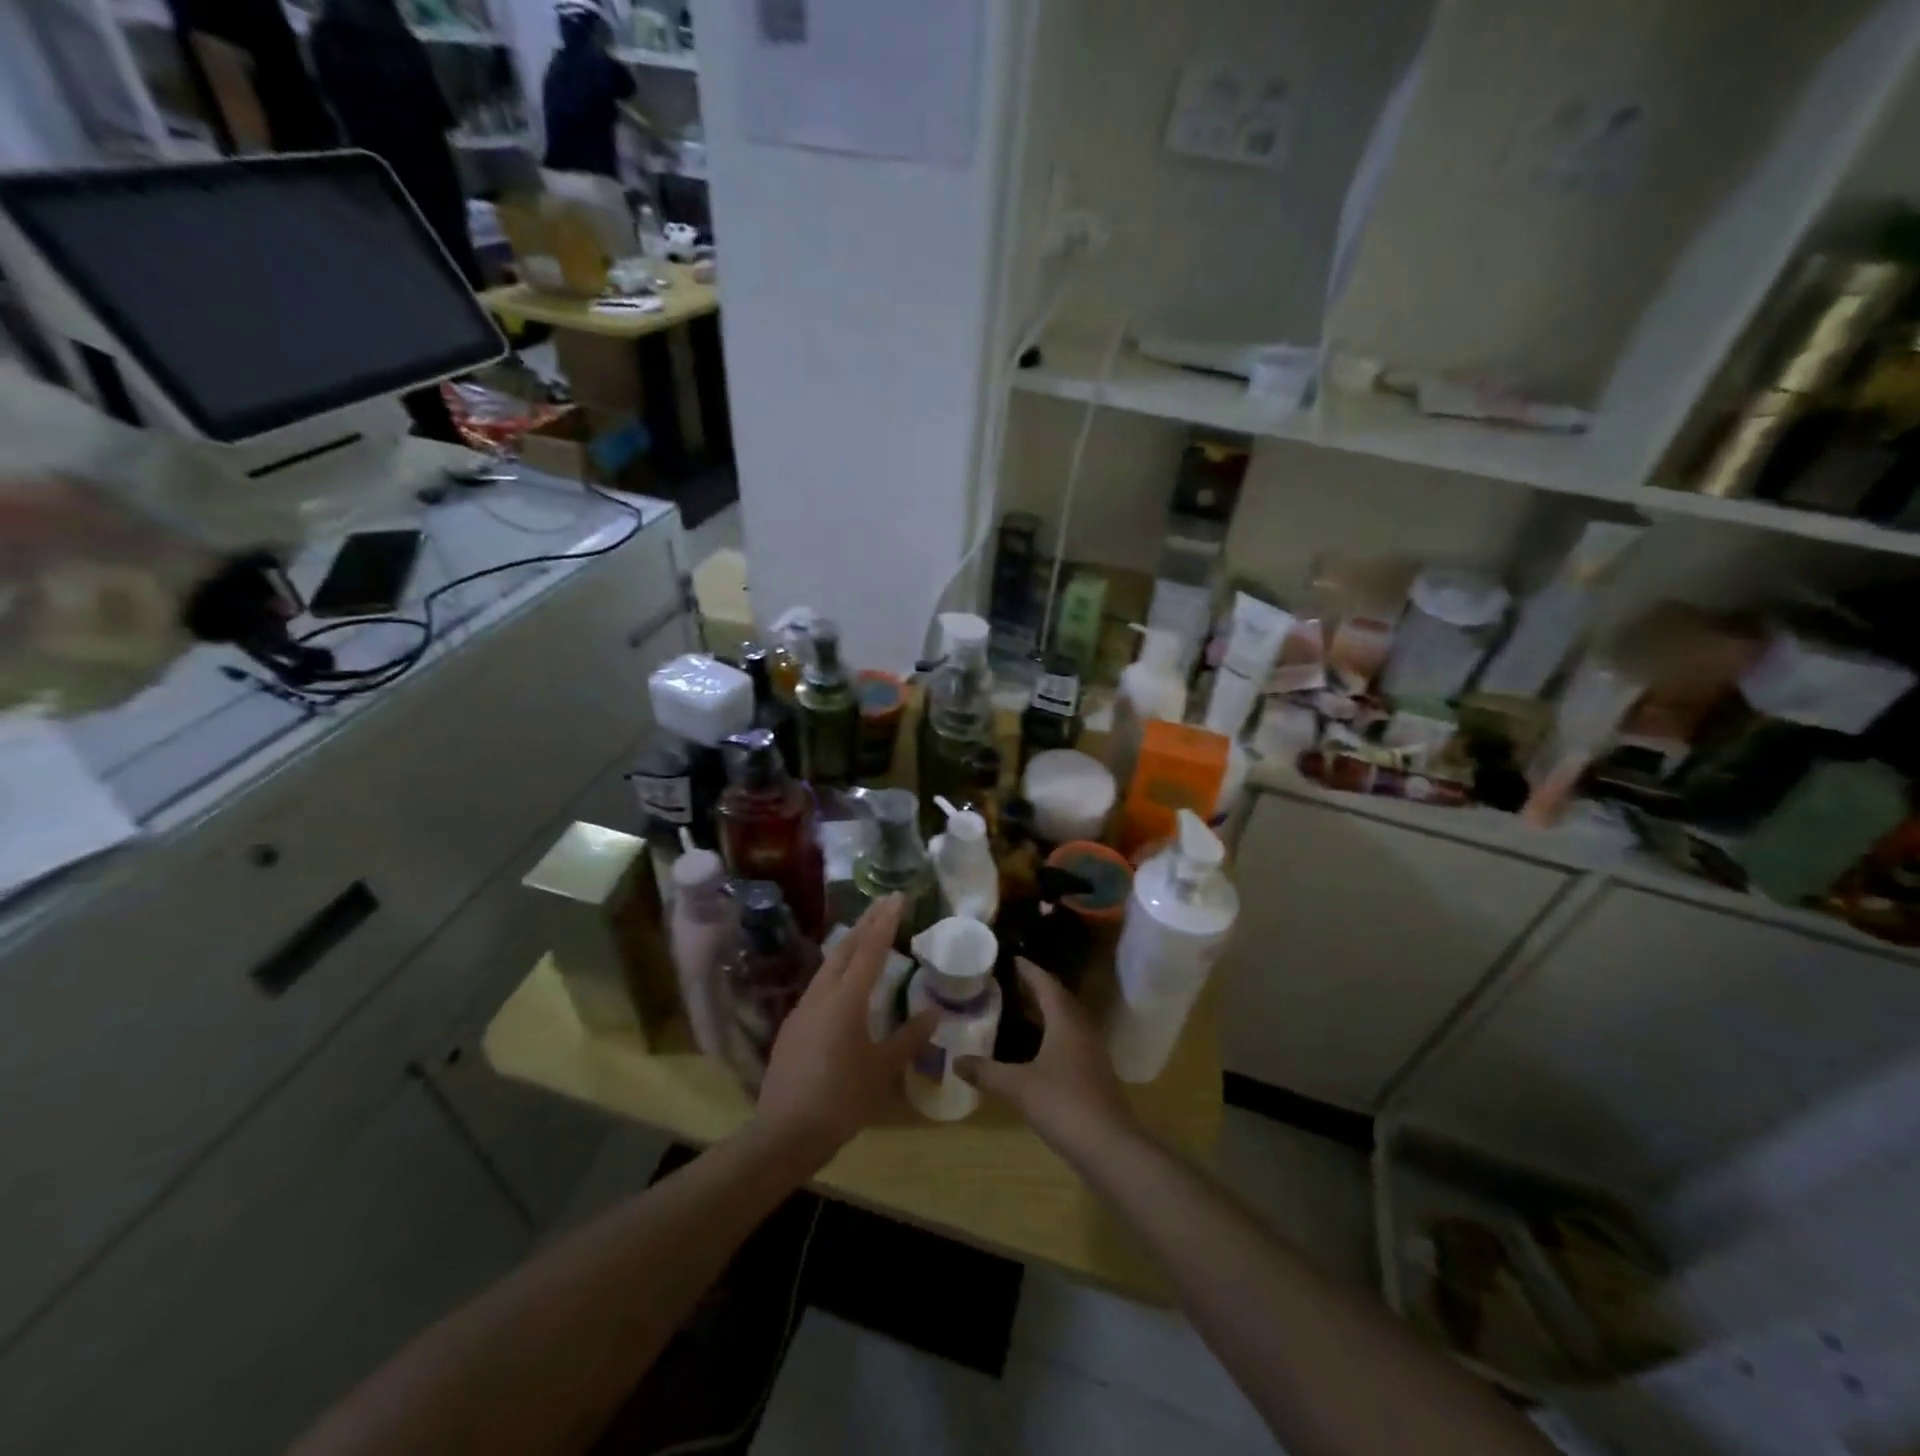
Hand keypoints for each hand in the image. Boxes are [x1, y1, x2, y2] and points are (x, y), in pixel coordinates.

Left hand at [753, 896, 936, 1168]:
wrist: (785, 1132)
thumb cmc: (841, 1099)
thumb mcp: (882, 1069)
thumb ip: (908, 1038)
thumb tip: (933, 1013)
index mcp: (846, 1000)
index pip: (869, 950)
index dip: (885, 922)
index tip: (897, 897)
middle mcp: (821, 995)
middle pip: (845, 949)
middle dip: (866, 923)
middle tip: (884, 903)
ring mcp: (802, 1010)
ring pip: (829, 966)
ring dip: (849, 945)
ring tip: (866, 934)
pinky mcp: (792, 1027)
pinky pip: (819, 986)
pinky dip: (837, 971)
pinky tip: (844, 983)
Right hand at [956, 959, 1140, 1153]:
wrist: (1109, 1146)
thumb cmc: (1063, 1104)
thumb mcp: (1018, 1087)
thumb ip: (986, 1071)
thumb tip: (956, 1061)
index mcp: (1065, 1021)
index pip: (1046, 984)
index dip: (1029, 970)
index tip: (1011, 959)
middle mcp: (1082, 1029)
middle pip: (1059, 999)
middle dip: (1036, 988)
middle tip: (1010, 982)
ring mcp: (1092, 1052)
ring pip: (1067, 1020)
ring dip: (1046, 1011)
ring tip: (1019, 1010)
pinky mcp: (1094, 1073)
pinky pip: (1071, 1040)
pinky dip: (1052, 1034)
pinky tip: (1036, 1048)